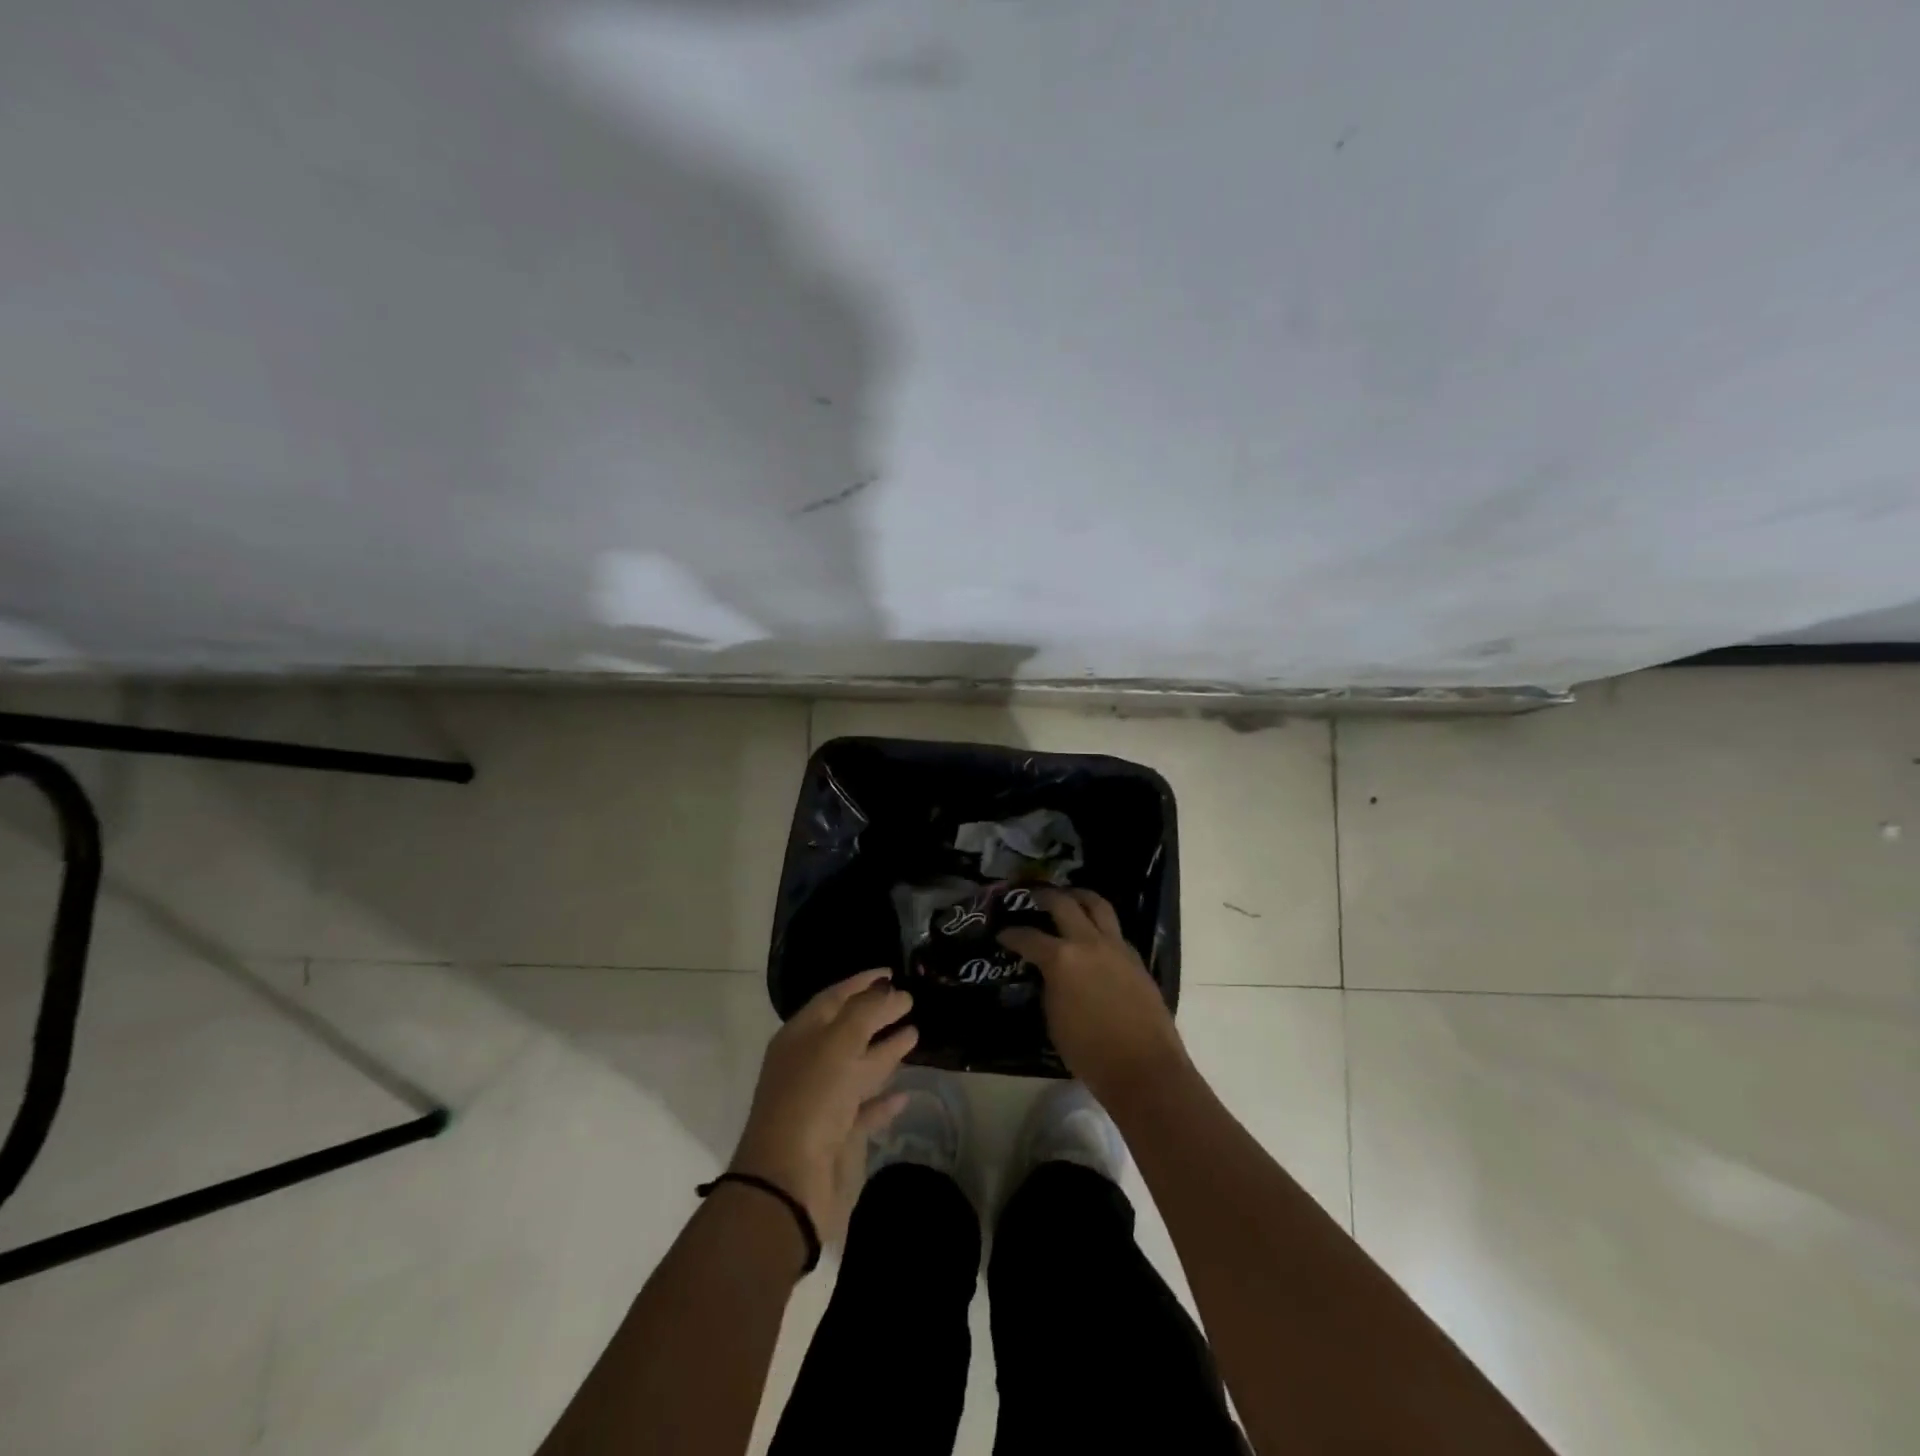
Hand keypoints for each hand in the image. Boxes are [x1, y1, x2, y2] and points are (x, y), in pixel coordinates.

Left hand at [729, 969, 917, 1246]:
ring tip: (915, 1034)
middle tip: (910, 999)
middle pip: (848, 1030)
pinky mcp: (839, 1136)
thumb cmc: (811, 1099)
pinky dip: (885, 1100)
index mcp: (800, 1036)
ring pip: (858, 1067)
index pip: (834, 997)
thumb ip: (867, 1011)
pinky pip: (866, 1109)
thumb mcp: (839, 1042)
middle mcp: (810, 1064)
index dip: (862, 982)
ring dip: (885, 1051)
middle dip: (877, 1013)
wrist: (789, 1184)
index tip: (893, 971)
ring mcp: (824, 1101)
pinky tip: (906, 1093)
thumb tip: (892, 990)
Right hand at [999, 889, 1187, 1106]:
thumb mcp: (1054, 1019)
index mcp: (1061, 959)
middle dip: (1044, 896)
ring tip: (1069, 897)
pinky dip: (1099, 924)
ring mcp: (1116, 947)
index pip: (1028, 937)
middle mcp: (1088, 943)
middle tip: (1033, 896)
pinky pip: (1114, 930)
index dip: (1011, 934)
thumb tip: (1049, 974)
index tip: (1002, 934)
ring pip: (1097, 905)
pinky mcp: (1135, 958)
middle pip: (1064, 904)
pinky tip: (1092, 935)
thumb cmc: (1089, 1052)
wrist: (1143, 1068)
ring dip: (1079, 897)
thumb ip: (1049, 987)